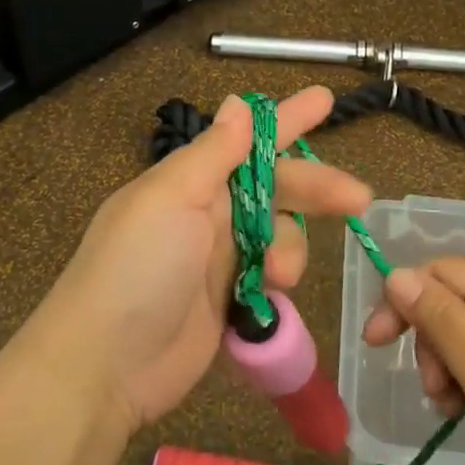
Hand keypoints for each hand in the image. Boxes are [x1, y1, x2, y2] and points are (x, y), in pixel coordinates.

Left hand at [43, 86, 371, 432]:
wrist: (105, 364)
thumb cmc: (137, 267)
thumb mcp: (172, 197)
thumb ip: (214, 152)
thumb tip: (238, 102)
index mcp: (191, 181)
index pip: (249, 141)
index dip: (287, 120)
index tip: (326, 100)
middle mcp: (207, 214)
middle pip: (276, 189)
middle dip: (316, 189)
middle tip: (359, 198)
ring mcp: (218, 261)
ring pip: (279, 236)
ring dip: (290, 250)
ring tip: (280, 278)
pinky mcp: (228, 303)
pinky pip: (270, 279)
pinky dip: (279, 284)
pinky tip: (275, 296)